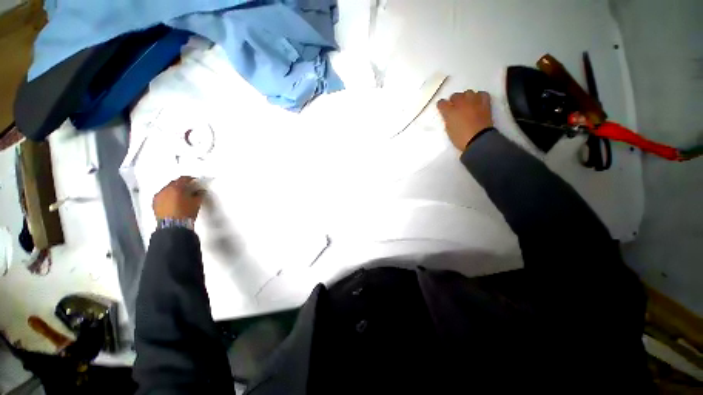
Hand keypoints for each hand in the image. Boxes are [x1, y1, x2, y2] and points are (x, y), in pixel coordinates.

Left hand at [153, 176, 204, 220]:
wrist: (173, 226)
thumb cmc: (186, 213)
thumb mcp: (196, 203)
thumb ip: (199, 194)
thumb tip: (200, 191)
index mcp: (176, 187)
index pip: (183, 179)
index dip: (190, 179)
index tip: (194, 181)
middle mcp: (165, 189)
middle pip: (173, 183)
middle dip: (180, 184)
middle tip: (187, 187)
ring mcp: (158, 196)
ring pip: (167, 189)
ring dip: (173, 190)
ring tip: (179, 195)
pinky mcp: (154, 203)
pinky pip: (162, 196)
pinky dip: (167, 196)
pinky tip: (172, 201)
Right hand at [437, 90, 493, 150]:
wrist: (478, 140)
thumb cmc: (460, 138)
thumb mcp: (449, 130)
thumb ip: (448, 119)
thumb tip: (449, 115)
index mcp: (449, 112)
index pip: (442, 103)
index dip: (441, 106)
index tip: (442, 109)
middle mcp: (461, 103)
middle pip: (455, 95)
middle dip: (453, 100)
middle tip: (454, 108)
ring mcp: (474, 102)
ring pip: (468, 92)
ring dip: (465, 97)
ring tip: (466, 104)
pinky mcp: (485, 103)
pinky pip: (482, 94)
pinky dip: (479, 96)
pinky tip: (477, 102)